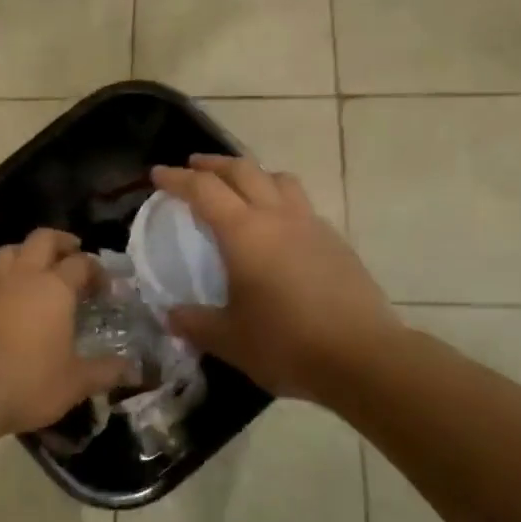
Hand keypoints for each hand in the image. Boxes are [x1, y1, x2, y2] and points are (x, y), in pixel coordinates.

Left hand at [0, 228, 130, 435]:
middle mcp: (23, 277)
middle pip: (42, 240)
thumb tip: (133, 370)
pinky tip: (16, 303)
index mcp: (54, 287)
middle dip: (62, 242)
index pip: (81, 263)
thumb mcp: (75, 382)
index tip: (106, 288)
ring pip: (11, 251)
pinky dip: (10, 279)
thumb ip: (105, 371)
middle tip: (74, 254)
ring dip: (29, 253)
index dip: (97, 270)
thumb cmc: (28, 382)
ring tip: (42, 271)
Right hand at [150, 155, 398, 402]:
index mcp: (244, 233)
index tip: (157, 174)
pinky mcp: (336, 242)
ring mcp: (311, 225)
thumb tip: (171, 316)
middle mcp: (277, 217)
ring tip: (239, 187)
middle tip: (193, 166)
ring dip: (252, 174)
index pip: (203, 190)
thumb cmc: (286, 344)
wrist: (362, 357)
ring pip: (278, 179)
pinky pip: (301, 204)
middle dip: (213, 164)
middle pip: (243, 170)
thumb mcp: (229, 339)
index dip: (177, 178)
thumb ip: (195, 323)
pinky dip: (279, 200)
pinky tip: (277, 228)